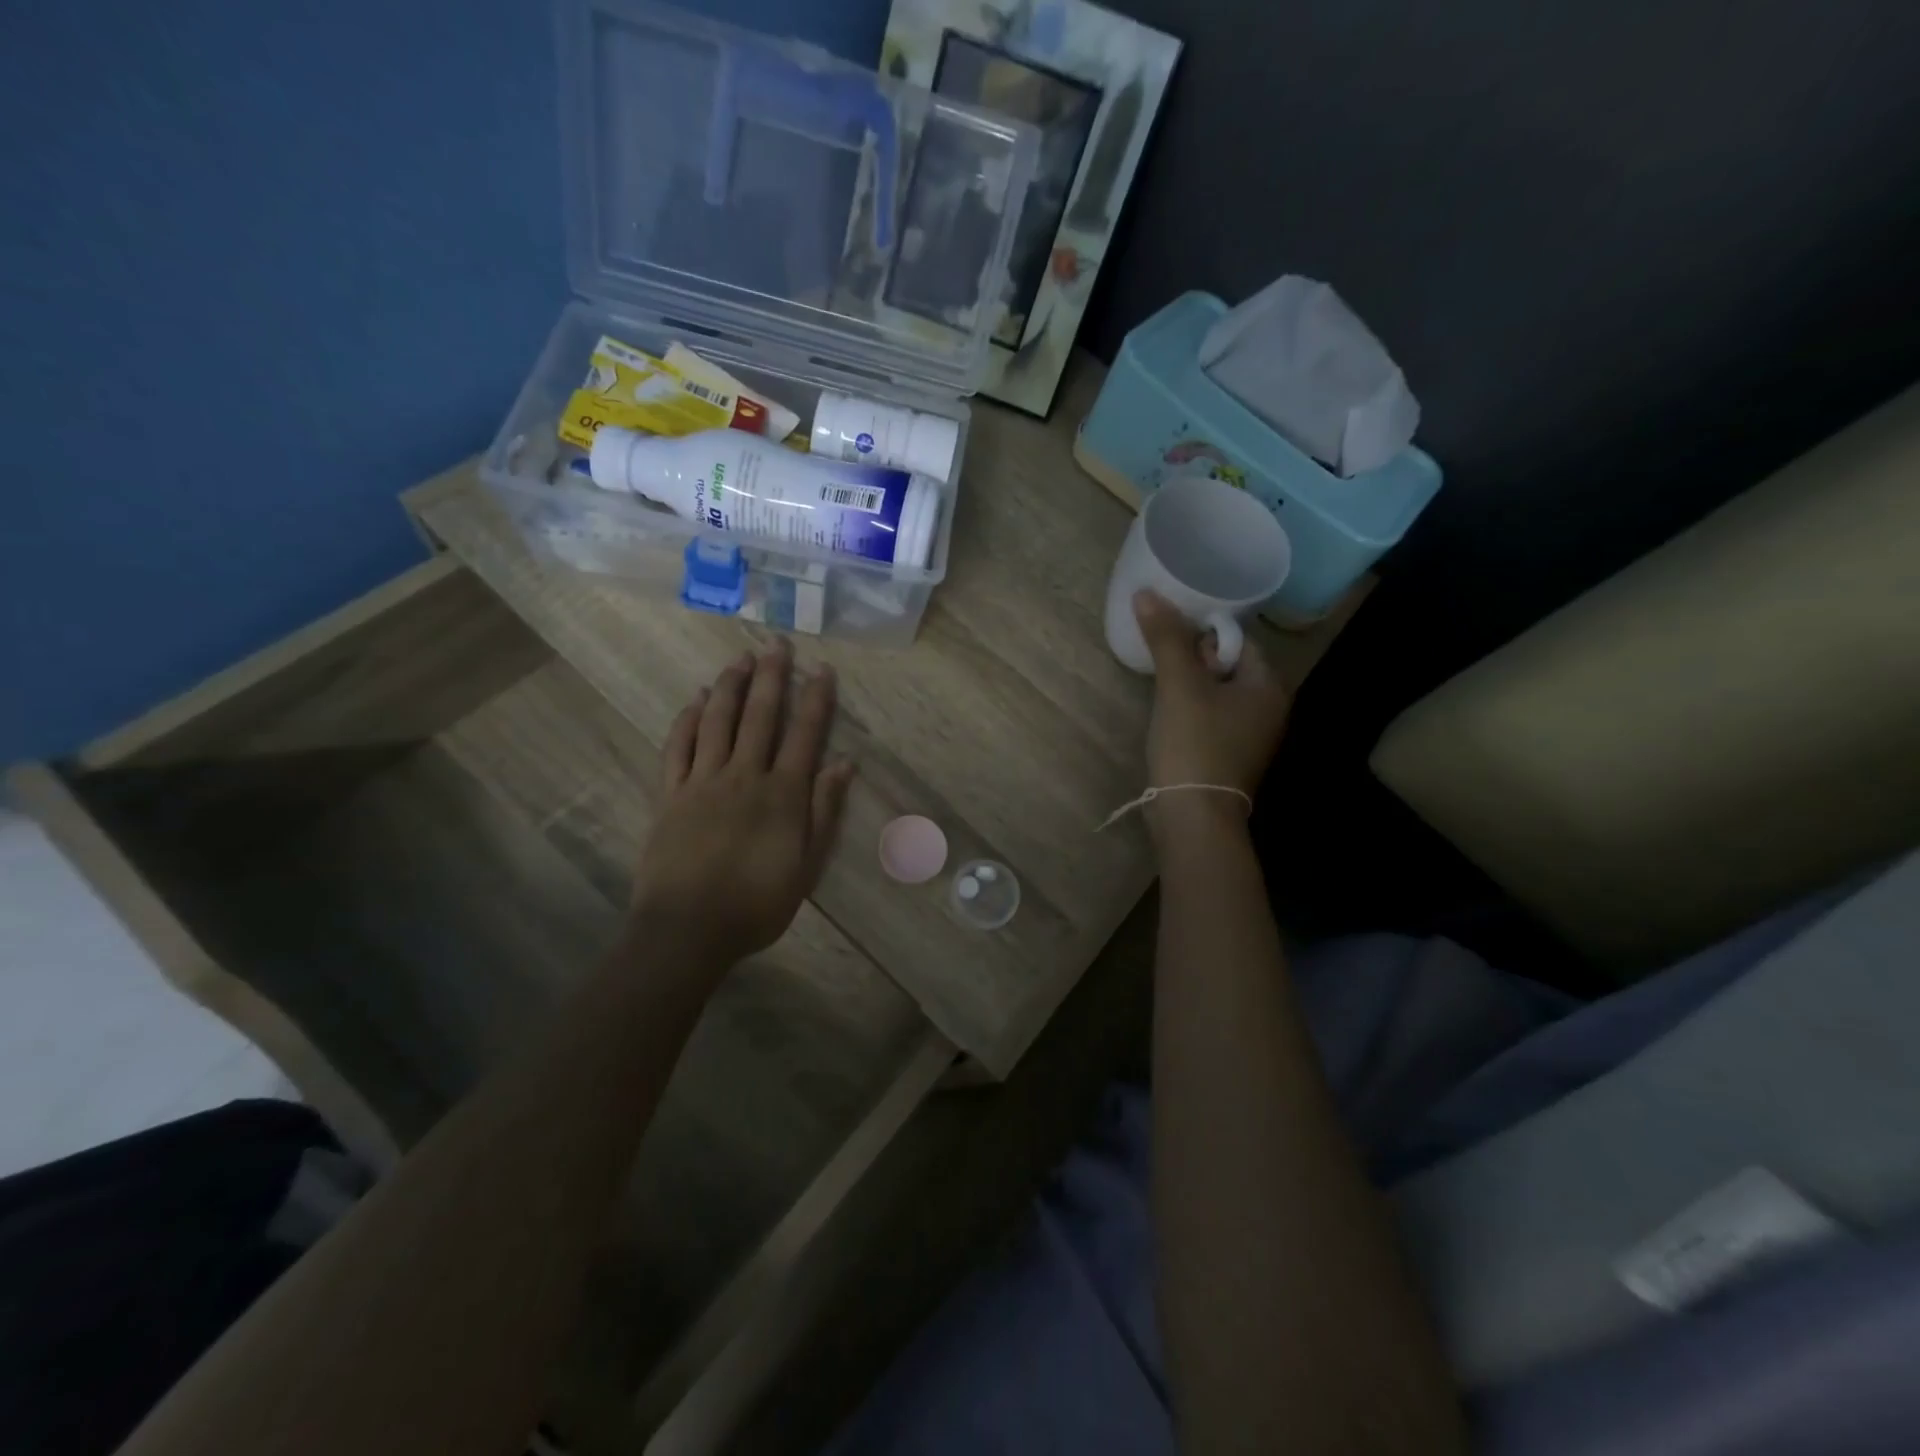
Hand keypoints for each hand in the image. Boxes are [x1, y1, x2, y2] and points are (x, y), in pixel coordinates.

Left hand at [628, 639, 855, 972]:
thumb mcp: (807, 866)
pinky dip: (687, 719)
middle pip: (759, 716)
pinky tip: (694, 700)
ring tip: (738, 659)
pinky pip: (677, 747)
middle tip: (776, 644)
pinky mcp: (670, 794)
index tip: (822, 669)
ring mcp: (702, 781)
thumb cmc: (756, 904)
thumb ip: (824, 811)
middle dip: (770, 676)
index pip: (804, 734)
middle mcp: (744, 775)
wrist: (687, 930)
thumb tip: (844, 763)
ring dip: (729, 686)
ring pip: (717, 721)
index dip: (815, 698)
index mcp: (782, 794)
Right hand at [1133, 590, 1291, 840]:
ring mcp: (1251, 737)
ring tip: (1160, 677)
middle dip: (1195, 655)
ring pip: (1219, 693)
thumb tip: (1148, 593)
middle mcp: (1269, 709)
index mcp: (1268, 686)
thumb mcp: (1179, 687)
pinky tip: (1169, 712)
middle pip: (1229, 665)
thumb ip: (1167, 639)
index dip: (1204, 630)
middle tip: (1161, 652)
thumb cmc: (1195, 745)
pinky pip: (1213, 718)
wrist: (1194, 818)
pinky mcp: (1231, 757)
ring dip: (1192, 683)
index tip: (1171, 629)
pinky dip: (1193, 708)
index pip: (1238, 639)